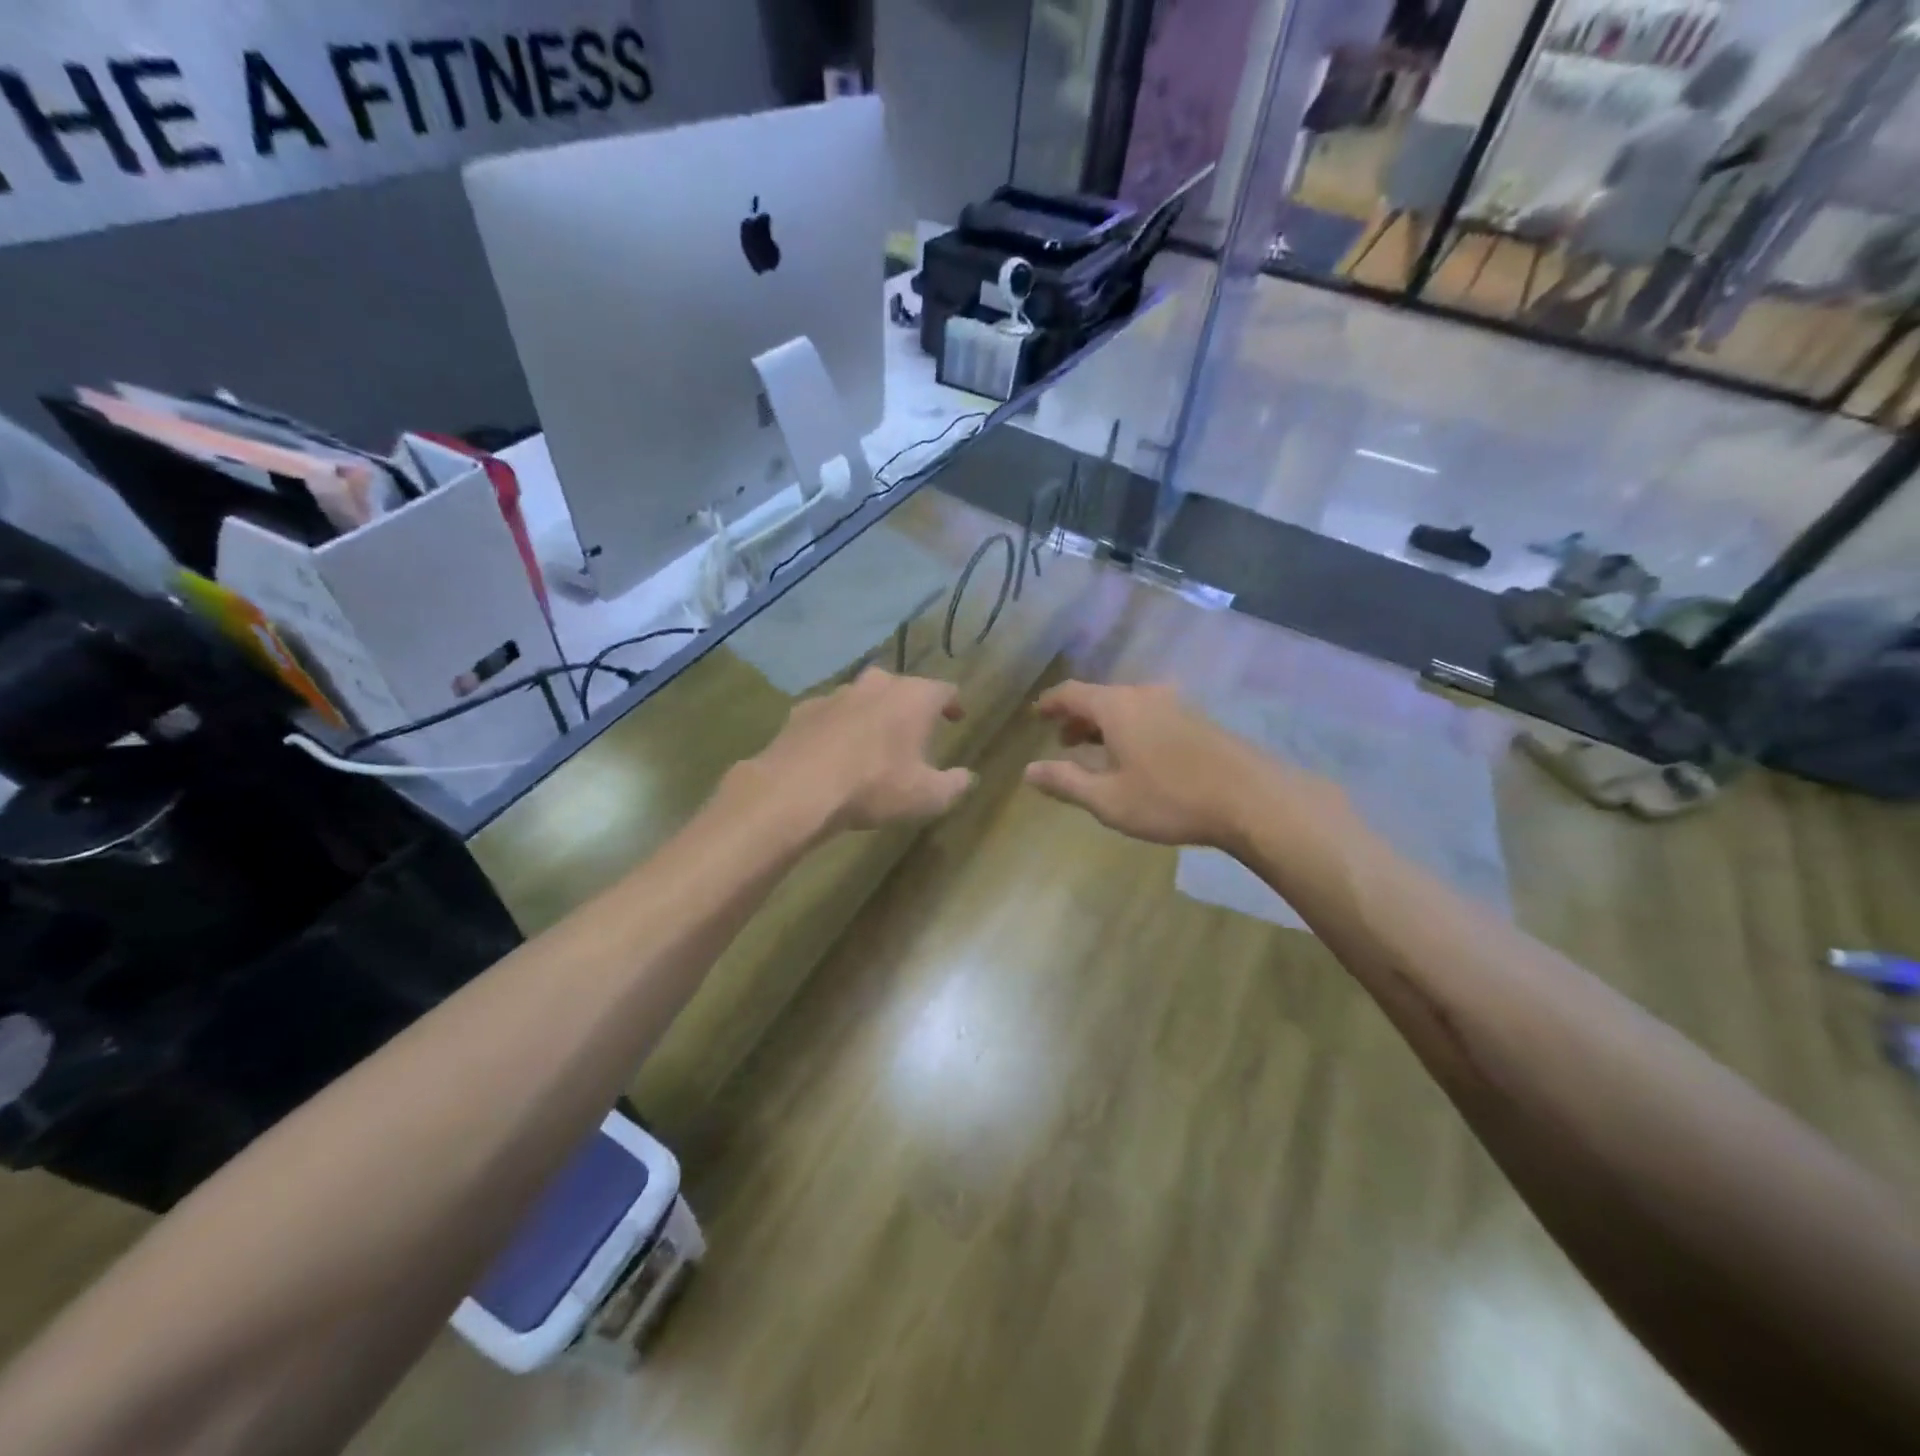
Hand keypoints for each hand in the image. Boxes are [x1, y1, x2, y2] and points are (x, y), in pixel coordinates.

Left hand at [743, 668, 973, 834]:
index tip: (956, 718)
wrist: (797, 789)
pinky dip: (838, 727)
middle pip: (902, 687)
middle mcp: (877, 685)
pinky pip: (830, 714)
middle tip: (914, 731)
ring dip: (872, 714)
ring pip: (863, 697)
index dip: (953, 704)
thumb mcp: (927, 797)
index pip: (944, 690)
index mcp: (914, 698)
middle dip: (910, 706)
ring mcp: (836, 694)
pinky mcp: (803, 709)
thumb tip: (968, 777)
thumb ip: (954, 785)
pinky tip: (834, 751)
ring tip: (873, 742)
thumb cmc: (874, 787)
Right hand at [1024, 681, 1292, 849]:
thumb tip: (1029, 771)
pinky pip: (1150, 714)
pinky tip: (1137, 757)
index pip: (1071, 692)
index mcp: (1116, 707)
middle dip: (1078, 717)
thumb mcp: (1108, 799)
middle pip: (1100, 697)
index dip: (1050, 703)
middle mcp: (1144, 695)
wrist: (1252, 799)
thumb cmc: (1170, 798)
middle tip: (1063, 741)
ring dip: (1105, 724)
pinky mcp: (1198, 720)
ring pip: (1128, 706)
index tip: (1036, 714)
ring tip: (1097, 751)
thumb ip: (1066, 782)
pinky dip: (1131, 728)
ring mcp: (1176, 704)